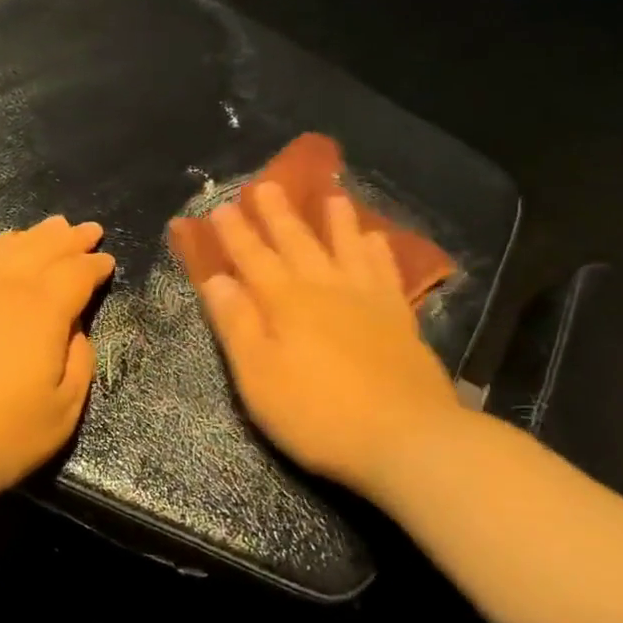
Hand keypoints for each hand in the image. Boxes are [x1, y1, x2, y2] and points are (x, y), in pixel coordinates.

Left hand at [0, 216, 113, 517]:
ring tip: (52, 227)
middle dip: (70, 239)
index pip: (77, 274)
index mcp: (43, 308)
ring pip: (7, 248)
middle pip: (44, 250)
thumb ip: (79, 363)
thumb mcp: (61, 412)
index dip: (95, 266)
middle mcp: (5, 286)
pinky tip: (0, 248)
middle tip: (89, 230)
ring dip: (35, 236)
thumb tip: (76, 331)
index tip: (107, 261)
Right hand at [196, 183, 464, 499]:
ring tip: (331, 194)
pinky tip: (377, 239)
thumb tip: (216, 279)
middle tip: (266, 184)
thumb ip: (236, 324)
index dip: (235, 233)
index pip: (252, 258)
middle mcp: (325, 288)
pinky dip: (378, 251)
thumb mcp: (258, 376)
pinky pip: (385, 271)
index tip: (221, 207)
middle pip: (297, 242)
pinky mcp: (399, 318)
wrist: (406, 437)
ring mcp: (367, 300)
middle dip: (278, 214)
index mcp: (286, 302)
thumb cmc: (318, 413)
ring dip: (335, 220)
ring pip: (346, 247)